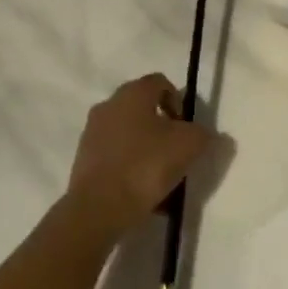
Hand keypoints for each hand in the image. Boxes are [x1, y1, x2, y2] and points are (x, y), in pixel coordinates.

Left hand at [65, 73, 211, 229]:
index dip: (178, 101)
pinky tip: (142, 192)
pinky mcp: (83, 160)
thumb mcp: (189, 145)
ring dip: (146, 149)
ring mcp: (92, 133)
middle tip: (176, 151)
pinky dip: (130, 168)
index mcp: (132, 93)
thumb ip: (202, 133)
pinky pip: (116, 157)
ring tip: (161, 177)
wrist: (99, 206)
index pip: (160, 82)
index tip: (186, 127)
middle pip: (142, 108)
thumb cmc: (146, 165)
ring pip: (129, 135)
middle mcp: (108, 105)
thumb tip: (204, 134)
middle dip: (162, 127)